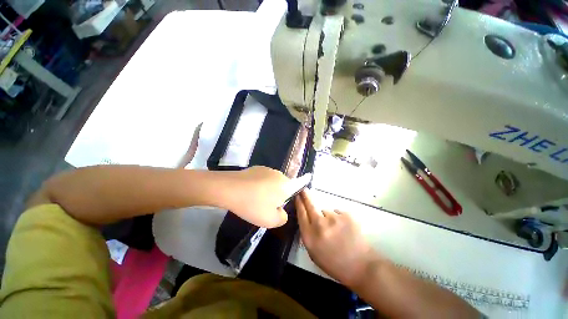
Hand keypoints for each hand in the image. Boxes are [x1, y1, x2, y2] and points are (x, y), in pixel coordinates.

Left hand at [224, 166, 291, 227]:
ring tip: (255, 199)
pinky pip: (262, 178)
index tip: (277, 206)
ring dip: (267, 190)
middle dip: (277, 196)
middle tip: (265, 206)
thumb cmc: (253, 205)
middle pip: (283, 186)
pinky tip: (248, 191)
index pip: (295, 189)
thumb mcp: (271, 220)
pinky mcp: (255, 168)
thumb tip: (281, 211)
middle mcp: (279, 174)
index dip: (288, 199)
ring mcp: (267, 169)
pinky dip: (258, 185)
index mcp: (286, 185)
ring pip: (272, 182)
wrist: (228, 188)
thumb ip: (283, 218)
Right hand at [296, 190, 381, 287]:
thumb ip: (307, 235)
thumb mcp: (314, 253)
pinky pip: (337, 212)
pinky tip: (344, 229)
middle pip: (310, 205)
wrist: (362, 267)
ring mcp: (334, 218)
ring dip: (327, 217)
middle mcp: (319, 225)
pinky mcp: (346, 215)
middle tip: (304, 190)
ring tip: (336, 230)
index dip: (298, 204)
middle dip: (305, 196)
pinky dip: (338, 218)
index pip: (301, 214)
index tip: (297, 197)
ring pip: (325, 211)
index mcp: (310, 237)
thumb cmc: (335, 264)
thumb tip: (305, 220)